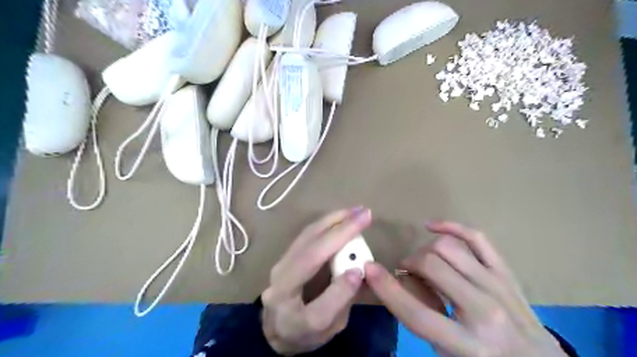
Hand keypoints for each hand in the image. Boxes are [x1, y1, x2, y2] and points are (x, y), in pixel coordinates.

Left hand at [261, 207, 371, 353]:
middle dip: (339, 226)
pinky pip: (307, 234)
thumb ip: (340, 301)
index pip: (313, 276)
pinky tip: (341, 218)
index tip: (364, 256)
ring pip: (307, 234)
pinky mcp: (287, 255)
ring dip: (333, 219)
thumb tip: (357, 271)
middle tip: (364, 213)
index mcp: (287, 304)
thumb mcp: (327, 328)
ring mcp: (280, 263)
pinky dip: (326, 223)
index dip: (340, 260)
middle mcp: (279, 277)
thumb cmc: (303, 333)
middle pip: (309, 247)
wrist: (276, 330)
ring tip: (355, 211)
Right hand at [363, 221, 566, 356]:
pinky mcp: (506, 272)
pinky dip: (451, 226)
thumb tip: (403, 281)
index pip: (416, 312)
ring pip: (449, 248)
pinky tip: (432, 226)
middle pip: (431, 266)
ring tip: (424, 261)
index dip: (387, 288)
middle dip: (409, 263)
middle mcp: (484, 311)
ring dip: (425, 250)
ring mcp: (498, 286)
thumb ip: (422, 321)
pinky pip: (477, 238)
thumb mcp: (448, 355)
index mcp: (468, 345)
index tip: (369, 268)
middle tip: (407, 271)